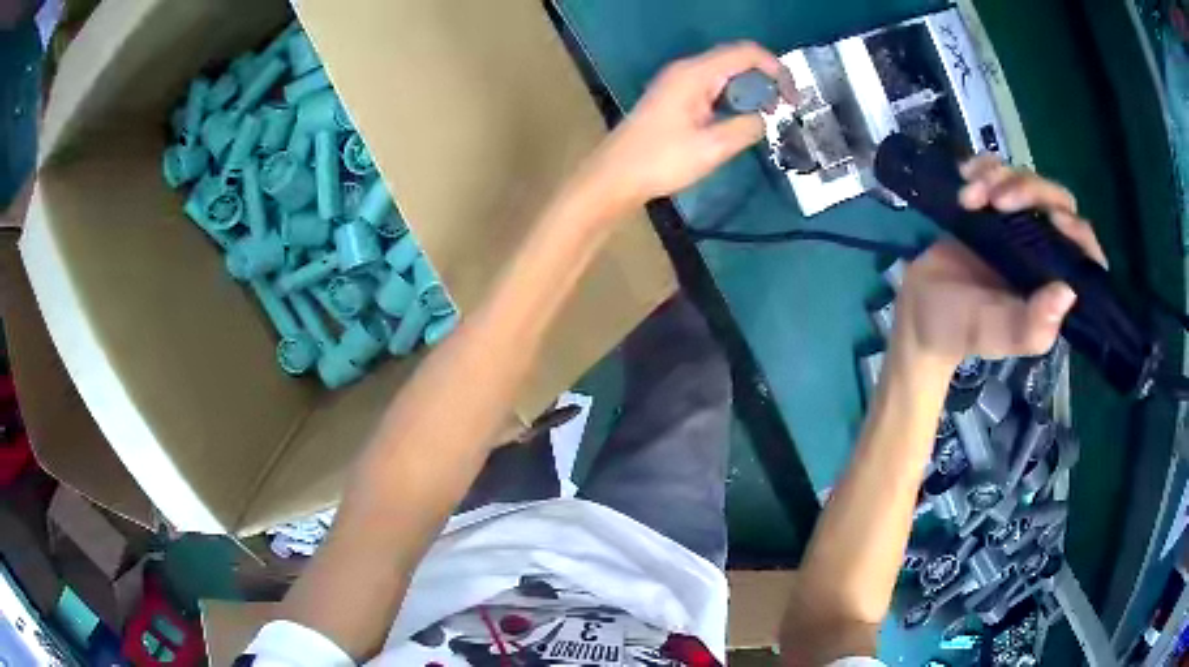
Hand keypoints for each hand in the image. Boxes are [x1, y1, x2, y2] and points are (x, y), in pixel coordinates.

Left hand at [578, 42, 795, 208]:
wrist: (616, 175)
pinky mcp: (676, 98)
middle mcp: (687, 70)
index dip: (776, 69)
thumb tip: (764, 119)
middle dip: (766, 80)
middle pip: (737, 61)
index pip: (746, 53)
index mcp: (696, 73)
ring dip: (750, 92)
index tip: (793, 97)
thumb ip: (746, 128)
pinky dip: (733, 99)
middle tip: (784, 110)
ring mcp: (679, 83)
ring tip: (767, 119)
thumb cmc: (661, 160)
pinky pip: (713, 89)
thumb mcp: (713, 147)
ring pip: (726, 75)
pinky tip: (740, 122)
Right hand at [893, 156, 1106, 368]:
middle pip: (1058, 203)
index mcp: (1053, 283)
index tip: (1052, 220)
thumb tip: (1068, 292)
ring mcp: (1018, 224)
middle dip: (1032, 191)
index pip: (1085, 251)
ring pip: (1029, 181)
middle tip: (999, 200)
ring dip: (1002, 177)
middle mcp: (1043, 250)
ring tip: (969, 196)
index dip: (1077, 230)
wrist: (917, 310)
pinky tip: (965, 178)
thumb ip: (1029, 326)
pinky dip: (984, 166)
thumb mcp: (993, 333)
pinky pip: (999, 170)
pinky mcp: (991, 205)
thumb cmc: (958, 329)